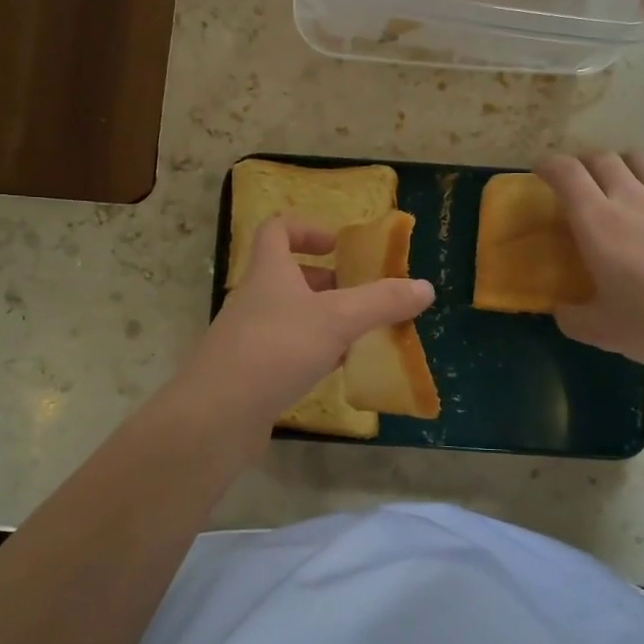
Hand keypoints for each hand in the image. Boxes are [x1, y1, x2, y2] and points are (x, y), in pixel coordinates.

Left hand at [184, 217, 434, 428]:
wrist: (217, 415)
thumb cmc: (276, 349)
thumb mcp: (338, 320)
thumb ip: (382, 302)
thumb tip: (426, 287)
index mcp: (269, 273)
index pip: (277, 230)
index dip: (307, 229)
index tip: (338, 244)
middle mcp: (255, 300)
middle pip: (289, 276)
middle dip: (328, 281)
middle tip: (363, 294)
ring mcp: (249, 338)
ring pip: (291, 317)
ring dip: (324, 319)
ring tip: (360, 334)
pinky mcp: (250, 373)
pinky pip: (287, 352)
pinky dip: (313, 353)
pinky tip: (337, 369)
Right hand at [537, 152, 643, 370]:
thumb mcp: (602, 331)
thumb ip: (572, 318)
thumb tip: (562, 310)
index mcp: (597, 222)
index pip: (566, 173)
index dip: (549, 165)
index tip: (541, 172)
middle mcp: (632, 197)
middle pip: (603, 159)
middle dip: (584, 164)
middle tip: (579, 182)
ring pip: (642, 159)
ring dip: (625, 164)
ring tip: (622, 182)